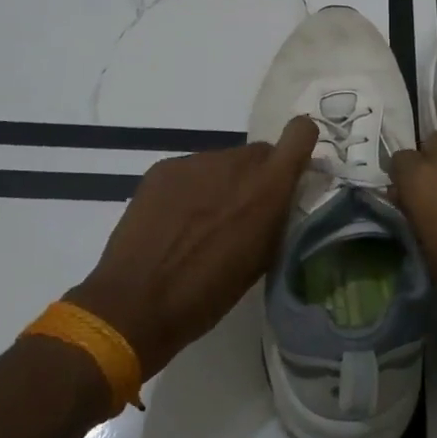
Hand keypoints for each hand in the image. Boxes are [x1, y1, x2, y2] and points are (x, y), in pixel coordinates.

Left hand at [66, 116, 317, 376]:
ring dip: (222, 184)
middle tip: (241, 213)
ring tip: (203, 224)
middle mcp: (234, 164)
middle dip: (257, 177)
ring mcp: (195, 162)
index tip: (294, 166)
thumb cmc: (207, 295)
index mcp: (267, 189)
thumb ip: (277, 218)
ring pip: (223, 163)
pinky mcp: (163, 168)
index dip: (300, 144)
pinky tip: (175, 222)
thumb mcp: (261, 260)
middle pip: (258, 154)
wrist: (135, 303)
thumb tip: (281, 199)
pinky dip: (191, 189)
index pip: (299, 134)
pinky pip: (191, 170)